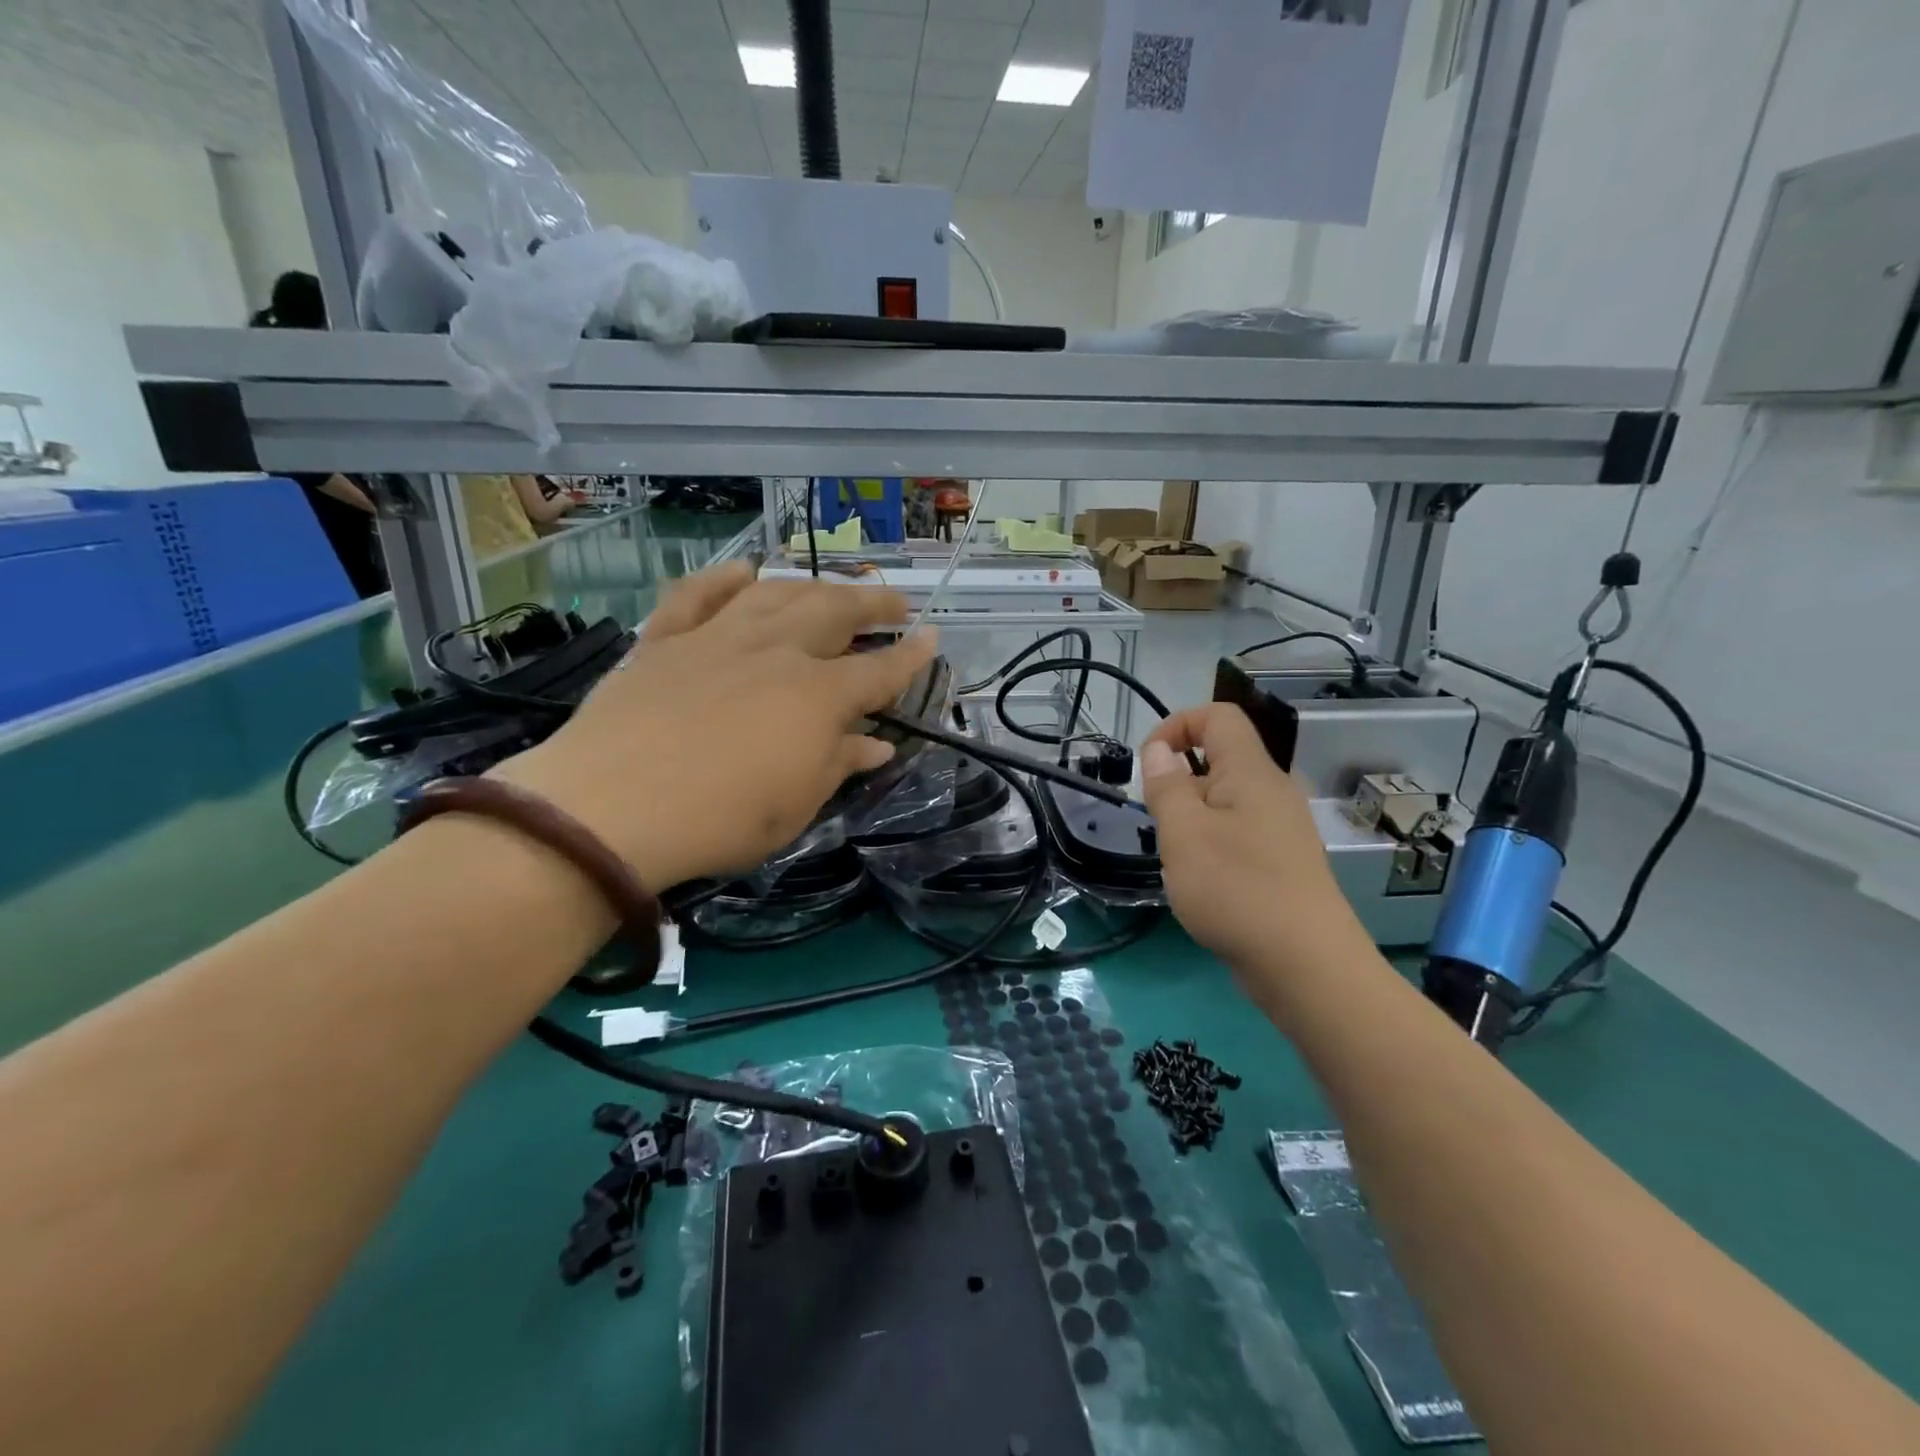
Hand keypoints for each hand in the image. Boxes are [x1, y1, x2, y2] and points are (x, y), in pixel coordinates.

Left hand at [494, 562, 934, 889]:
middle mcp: (774, 651)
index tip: (931, 637)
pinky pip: (697, 595)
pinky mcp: (663, 641)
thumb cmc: (720, 819)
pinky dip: (724, 579)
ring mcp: (716, 638)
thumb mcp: (796, 804)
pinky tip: (744, 571)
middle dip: (871, 603)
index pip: (879, 670)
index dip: (911, 656)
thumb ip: (839, 764)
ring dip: (811, 586)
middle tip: (892, 602)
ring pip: (774, 594)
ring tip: (830, 589)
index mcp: (817, 695)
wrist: (609, 807)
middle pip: (834, 612)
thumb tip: (877, 745)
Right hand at [1141, 703, 1361, 971]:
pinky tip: (1202, 884)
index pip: (1218, 717)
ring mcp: (1281, 829)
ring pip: (1224, 802)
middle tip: (1159, 823)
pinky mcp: (1282, 863)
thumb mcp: (1183, 833)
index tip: (1148, 762)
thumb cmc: (1236, 889)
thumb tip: (1158, 751)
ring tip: (1178, 860)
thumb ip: (1166, 786)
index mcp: (1251, 772)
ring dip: (1191, 819)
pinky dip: (1211, 846)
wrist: (1306, 966)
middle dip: (1178, 781)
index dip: (1177, 724)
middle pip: (1219, 760)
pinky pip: (1237, 834)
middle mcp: (1271, 792)